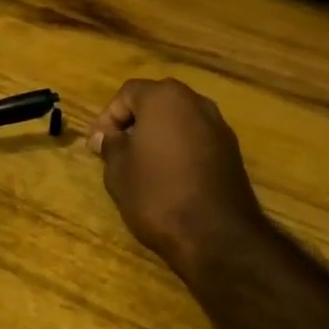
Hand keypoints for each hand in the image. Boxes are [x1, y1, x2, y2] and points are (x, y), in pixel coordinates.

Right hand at [88, 78, 269, 280]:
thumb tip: (105, 136)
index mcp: (165, 98)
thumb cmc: (157, 194)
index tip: (97, 145)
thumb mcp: (118, 170)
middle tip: (116, 151)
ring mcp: (219, 126)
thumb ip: (110, 145)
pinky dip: (179, 149)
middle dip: (134, 123)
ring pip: (179, 121)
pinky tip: (168, 177)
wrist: (216, 235)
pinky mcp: (231, 152)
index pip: (127, 93)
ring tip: (141, 166)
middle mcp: (196, 102)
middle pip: (156, 102)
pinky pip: (196, 140)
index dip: (107, 117)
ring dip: (158, 136)